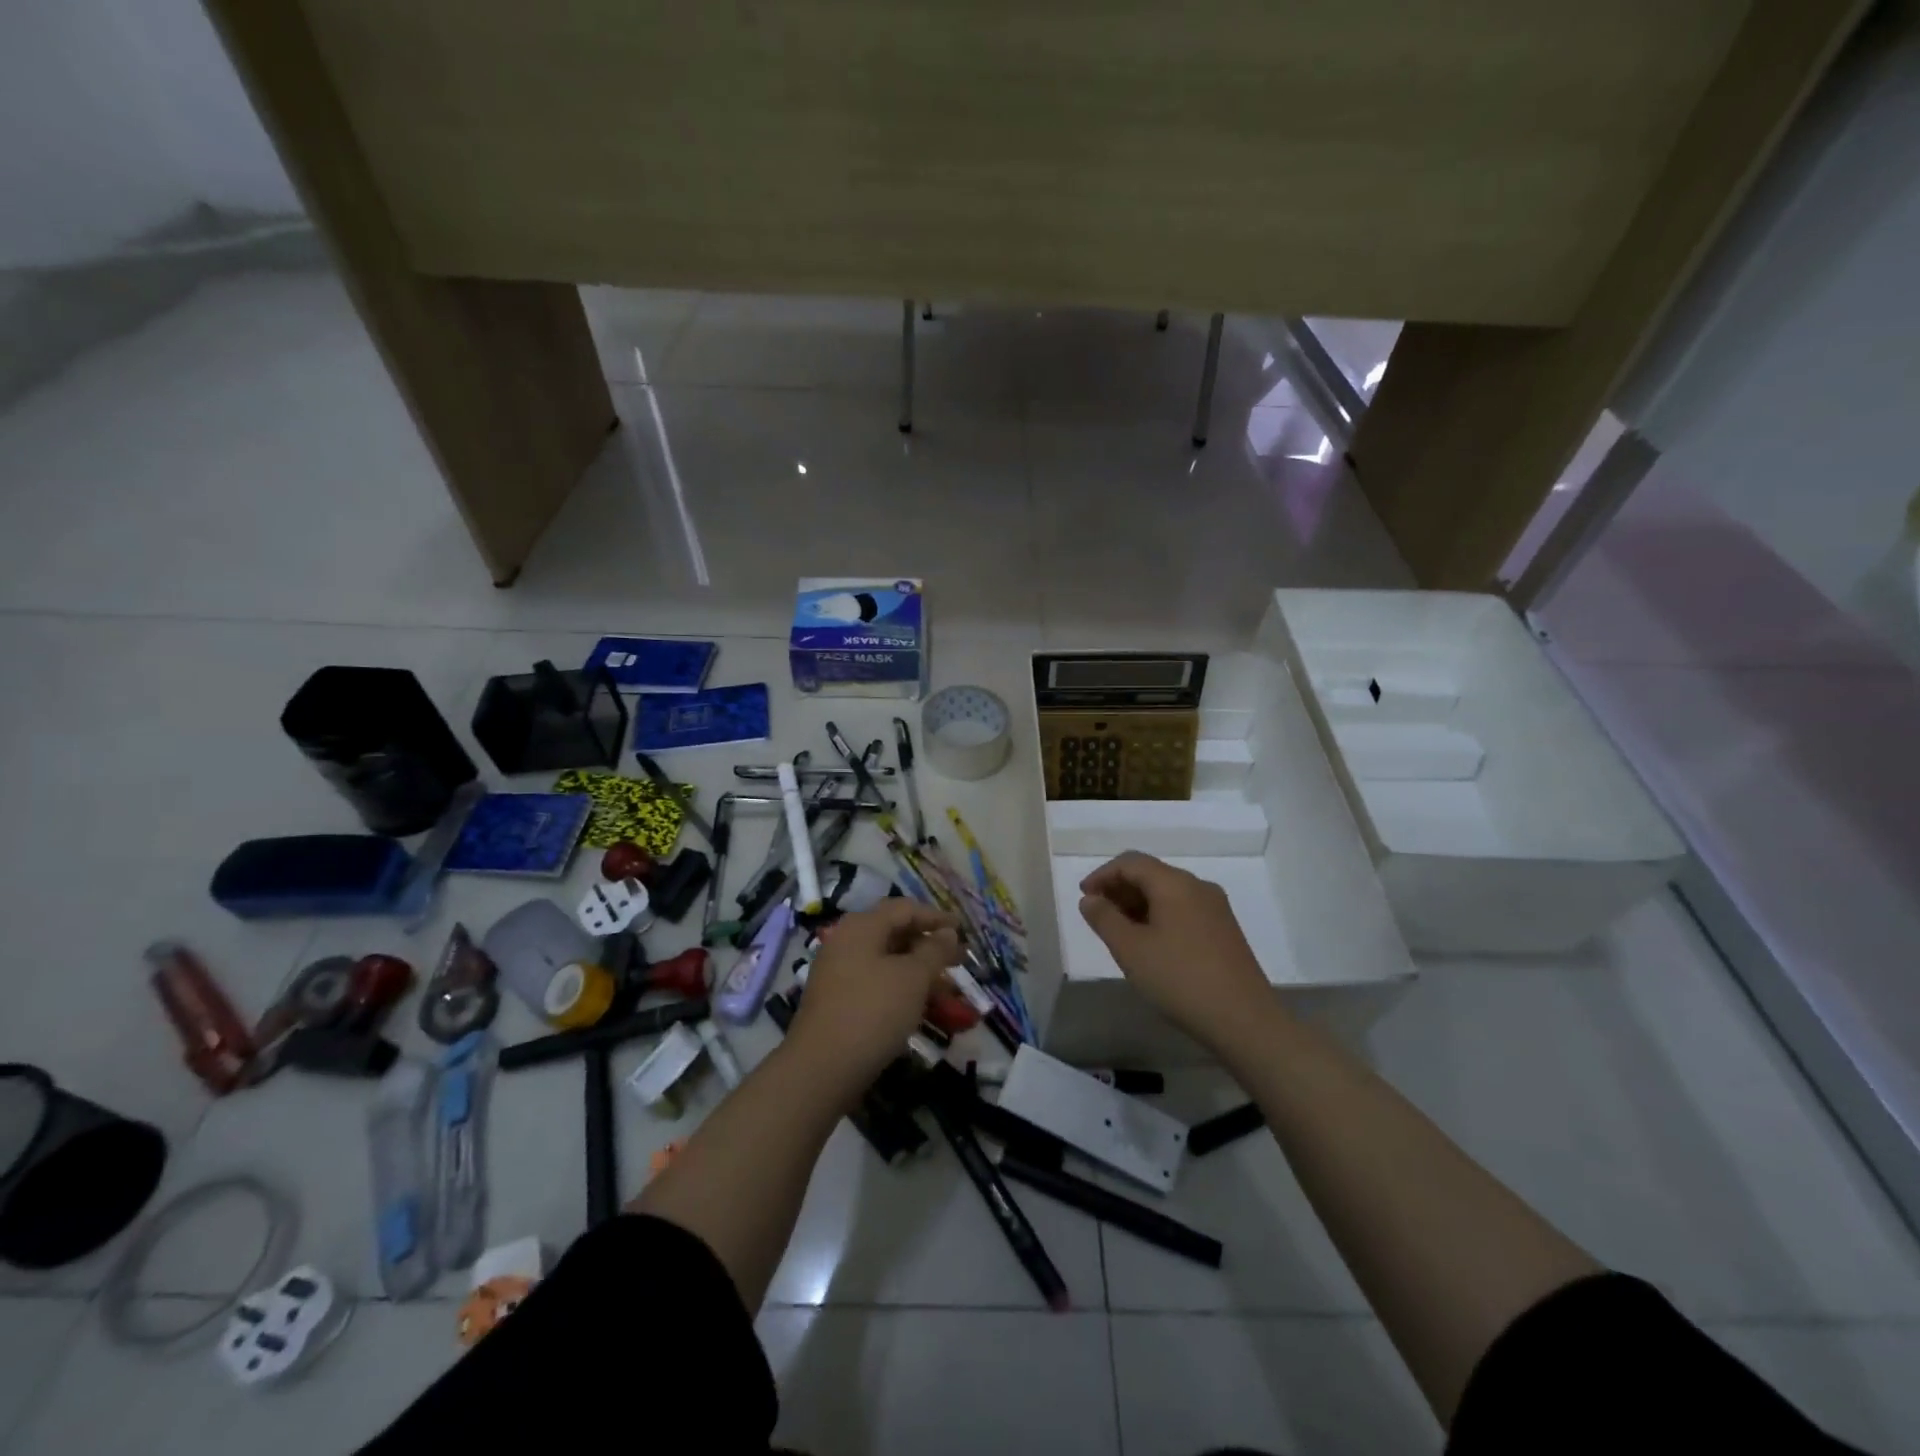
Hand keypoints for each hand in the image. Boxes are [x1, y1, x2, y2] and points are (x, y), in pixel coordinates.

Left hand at [788, 900, 959, 1078]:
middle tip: (959, 961)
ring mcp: (839, 972)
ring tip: (947, 990)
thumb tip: (948, 932)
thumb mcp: (913, 977)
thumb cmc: (873, 1011)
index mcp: (862, 926)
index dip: (937, 917)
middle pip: (895, 933)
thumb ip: (934, 950)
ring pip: (887, 962)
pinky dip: (901, 989)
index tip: (963, 930)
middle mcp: (847, 942)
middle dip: (929, 946)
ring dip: (919, 972)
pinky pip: (877, 984)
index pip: (905, 909)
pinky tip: (921, 1008)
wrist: (821, 1069)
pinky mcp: (838, 1001)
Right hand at [1079, 852, 1273, 1049]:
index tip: (1083, 897)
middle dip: (1120, 889)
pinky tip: (1150, 944)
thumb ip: (1104, 919)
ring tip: (1118, 931)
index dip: (1102, 875)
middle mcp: (1198, 887)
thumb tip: (1090, 899)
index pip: (1131, 862)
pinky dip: (1159, 916)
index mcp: (1175, 883)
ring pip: (1168, 893)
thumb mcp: (1131, 950)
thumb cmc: (1180, 979)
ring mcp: (1216, 909)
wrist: (1245, 1021)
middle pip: (1151, 874)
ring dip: (1138, 904)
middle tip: (1097, 915)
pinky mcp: (1225, 931)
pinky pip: (1183, 910)